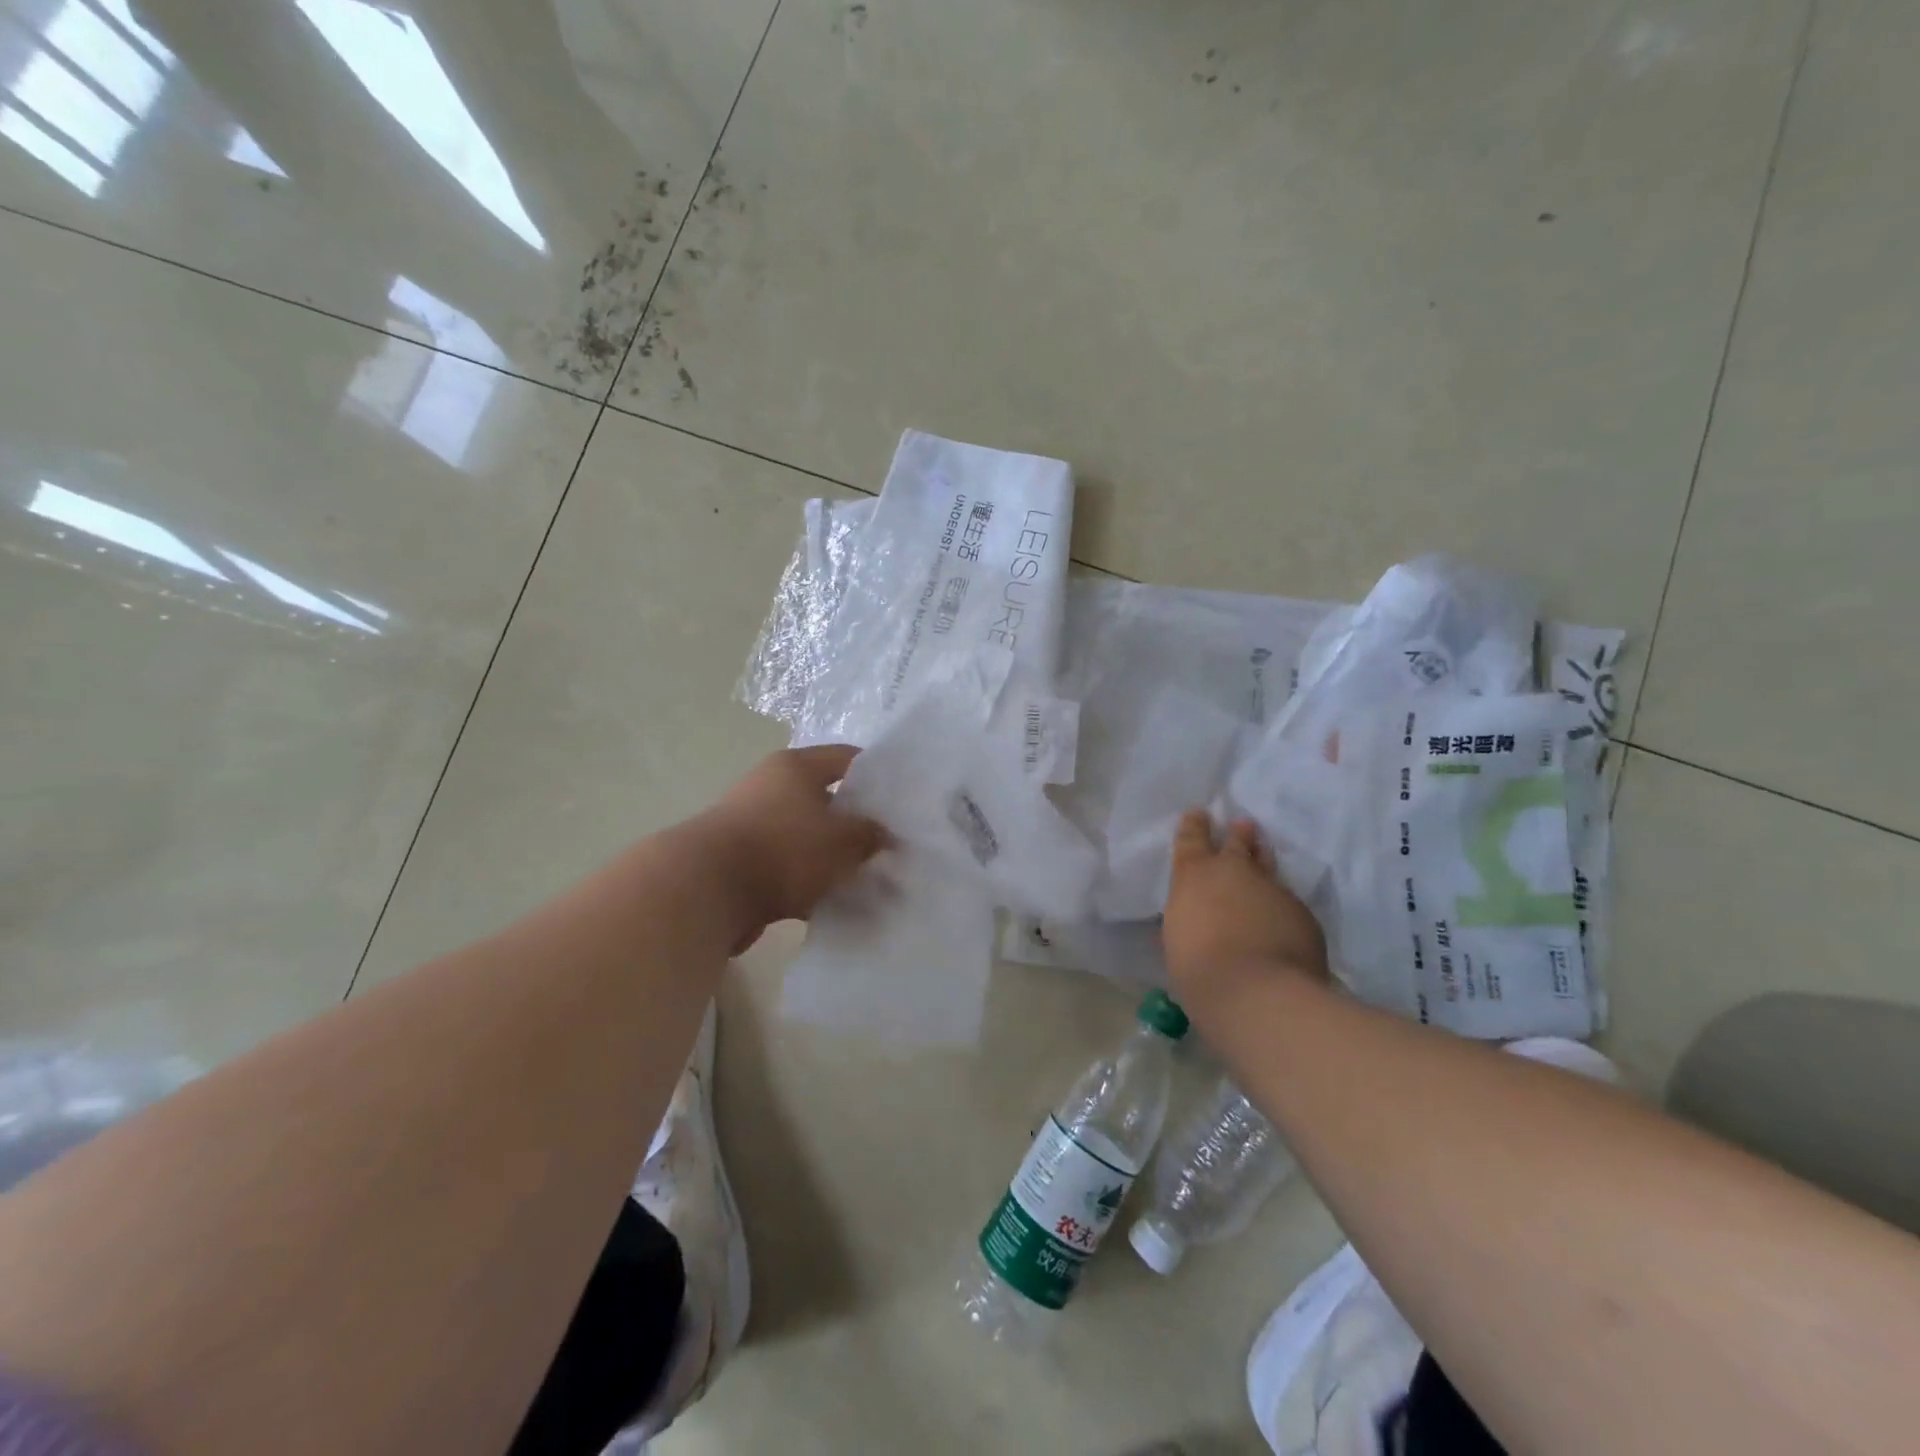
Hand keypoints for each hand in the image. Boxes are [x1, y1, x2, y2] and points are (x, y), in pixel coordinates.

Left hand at [691, 745, 885, 946]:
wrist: (705, 890)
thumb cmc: (783, 849)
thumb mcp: (843, 841)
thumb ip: (870, 835)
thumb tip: (883, 835)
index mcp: (795, 767)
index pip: (847, 758)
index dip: (878, 776)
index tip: (903, 801)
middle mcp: (771, 786)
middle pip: (826, 799)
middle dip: (856, 823)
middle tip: (889, 845)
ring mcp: (752, 824)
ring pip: (807, 837)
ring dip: (832, 857)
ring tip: (865, 880)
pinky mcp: (741, 861)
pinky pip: (787, 867)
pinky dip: (809, 882)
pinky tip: (833, 903)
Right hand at [1162, 810, 1328, 1005]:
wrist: (1258, 993)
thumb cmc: (1199, 969)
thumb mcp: (1179, 942)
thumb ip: (1187, 923)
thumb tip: (1192, 922)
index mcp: (1194, 875)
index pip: (1191, 839)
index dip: (1195, 825)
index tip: (1198, 813)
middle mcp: (1234, 872)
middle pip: (1237, 844)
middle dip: (1239, 835)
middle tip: (1244, 826)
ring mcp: (1272, 889)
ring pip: (1268, 867)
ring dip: (1263, 861)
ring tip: (1264, 853)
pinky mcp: (1302, 913)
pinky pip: (1288, 902)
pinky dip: (1281, 907)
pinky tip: (1281, 920)